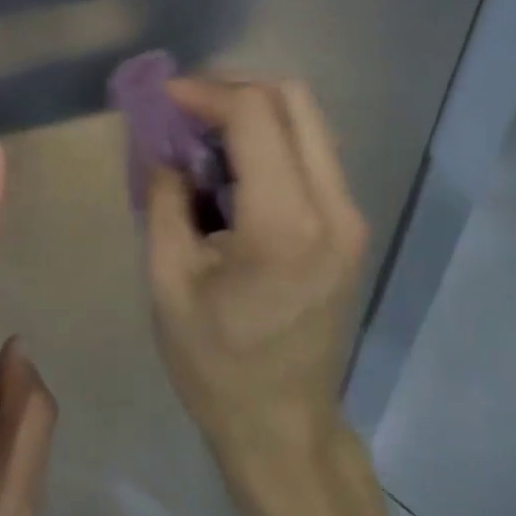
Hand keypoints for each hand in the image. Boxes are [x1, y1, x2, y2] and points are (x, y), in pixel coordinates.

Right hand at [144, 79, 368, 473]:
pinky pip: (314, 150)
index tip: (164, 97)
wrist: (284, 426)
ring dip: (255, 110)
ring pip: (309, 119)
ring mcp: (350, 215)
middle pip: (293, 98)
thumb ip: (164, 196)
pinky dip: (273, 137)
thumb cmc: (215, 363)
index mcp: (284, 223)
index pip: (254, 113)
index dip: (205, 92)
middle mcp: (332, 207)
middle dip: (233, 89)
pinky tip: (235, 163)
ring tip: (205, 133)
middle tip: (186, 109)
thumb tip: (164, 143)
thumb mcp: (168, 279)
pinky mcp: (351, 225)